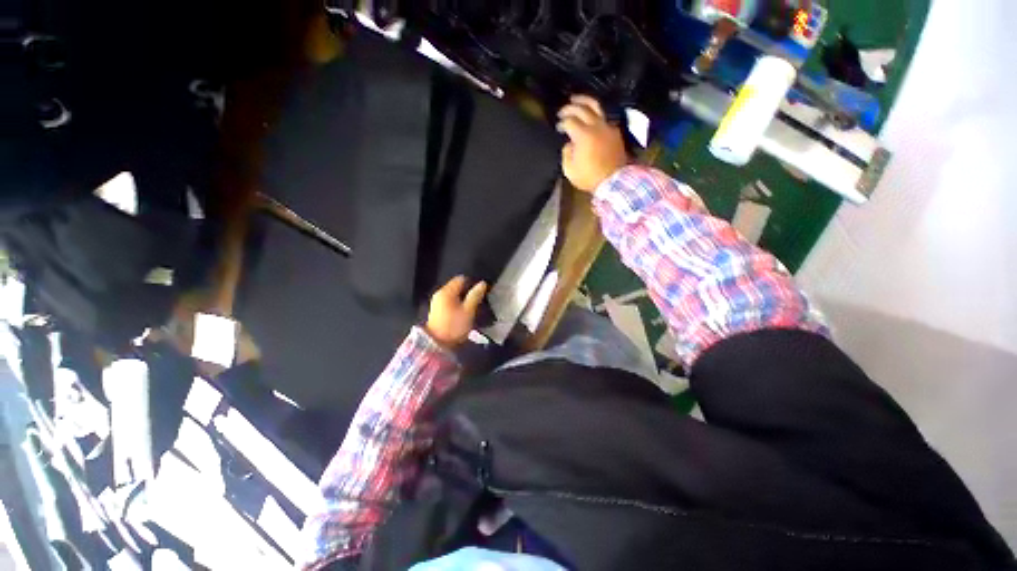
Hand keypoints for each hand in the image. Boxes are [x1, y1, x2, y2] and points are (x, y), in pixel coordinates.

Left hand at [425, 276, 487, 349]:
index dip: (472, 282)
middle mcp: (440, 294)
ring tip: (473, 306)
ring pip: (454, 295)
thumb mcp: (468, 311)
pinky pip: (450, 302)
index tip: (481, 290)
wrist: (437, 345)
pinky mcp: (437, 311)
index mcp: (446, 291)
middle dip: (468, 291)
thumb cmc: (454, 326)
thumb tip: (482, 283)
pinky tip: (464, 312)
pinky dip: (457, 304)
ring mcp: (437, 302)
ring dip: (463, 299)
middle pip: (457, 287)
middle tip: (479, 299)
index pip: (461, 279)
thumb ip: (475, 296)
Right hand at [557, 95, 627, 192]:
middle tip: (562, 111)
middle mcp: (595, 126)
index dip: (561, 123)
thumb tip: (569, 144)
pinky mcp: (615, 131)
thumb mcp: (570, 170)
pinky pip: (604, 117)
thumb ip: (566, 153)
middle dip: (569, 108)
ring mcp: (607, 127)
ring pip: (595, 106)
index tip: (558, 128)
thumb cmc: (589, 178)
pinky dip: (595, 113)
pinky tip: (590, 116)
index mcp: (583, 135)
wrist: (614, 181)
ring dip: (584, 101)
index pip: (569, 121)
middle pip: (581, 109)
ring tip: (575, 100)